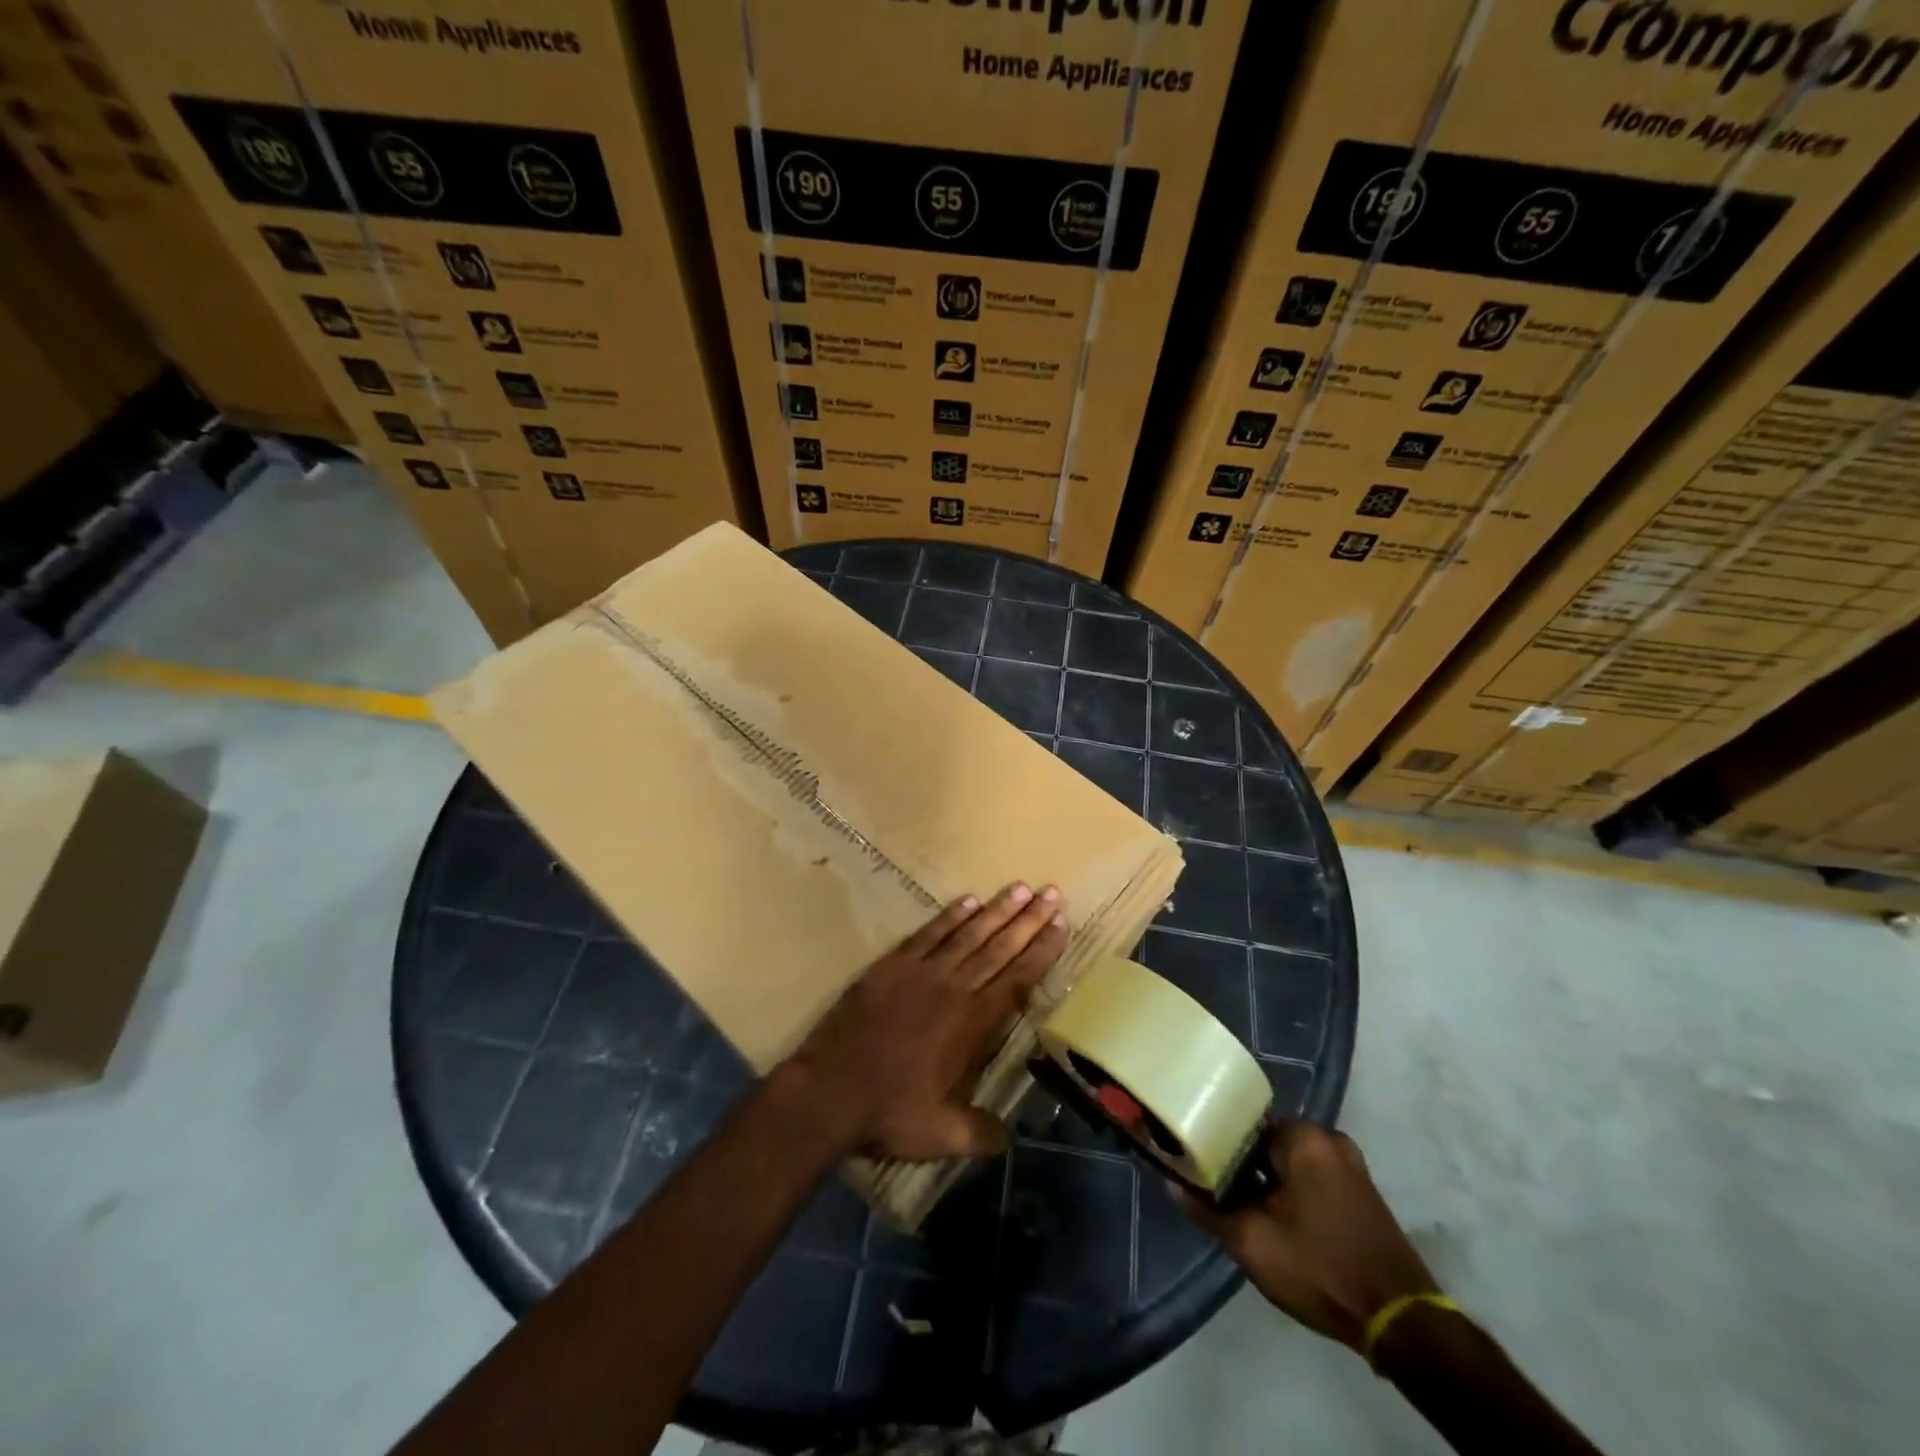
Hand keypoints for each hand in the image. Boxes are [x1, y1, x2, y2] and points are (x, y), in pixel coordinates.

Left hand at [783, 883, 1068, 1161]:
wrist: (829, 1091)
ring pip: (968, 934)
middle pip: (1000, 947)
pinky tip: (967, 901)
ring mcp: (921, 972)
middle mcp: (954, 988)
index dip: (1042, 951)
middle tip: (1052, 893)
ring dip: (996, 911)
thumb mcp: (943, 1136)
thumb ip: (981, 1133)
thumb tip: (1010, 1139)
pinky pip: (928, 934)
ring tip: (1019, 888)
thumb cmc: (889, 1113)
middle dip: (1029, 920)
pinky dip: (949, 917)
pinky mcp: (891, 966)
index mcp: (973, 1023)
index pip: (1018, 979)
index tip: (1061, 925)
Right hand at [1181, 1122, 1436, 1352]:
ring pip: (1289, 1164)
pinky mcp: (1362, 1193)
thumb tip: (1173, 1184)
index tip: (1198, 1166)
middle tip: (1216, 1192)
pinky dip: (1290, 1193)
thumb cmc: (1320, 1268)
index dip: (1215, 1145)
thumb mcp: (1252, 1242)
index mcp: (1304, 1136)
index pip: (1242, 1125)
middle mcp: (1329, 1139)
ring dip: (1266, 1182)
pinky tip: (1275, 1220)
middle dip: (1241, 1166)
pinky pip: (1311, 1179)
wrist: (1399, 1322)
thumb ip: (1208, 1210)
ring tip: (1240, 1207)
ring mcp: (1351, 1166)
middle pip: (1266, 1143)